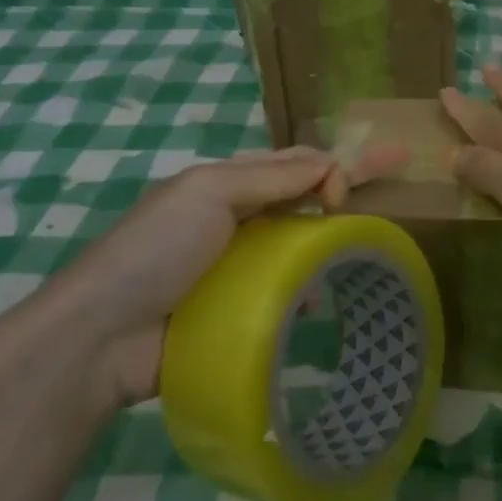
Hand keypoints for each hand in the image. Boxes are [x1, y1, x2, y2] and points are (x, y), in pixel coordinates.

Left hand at [22, 146, 402, 408]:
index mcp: (228, 184)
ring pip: (301, 244)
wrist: (100, 339)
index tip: (372, 179)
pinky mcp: (238, 311)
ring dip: (332, 241)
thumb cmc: (154, 251)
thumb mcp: (208, 193)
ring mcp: (238, 268)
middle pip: (305, 198)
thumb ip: (270, 177)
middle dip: (351, 189)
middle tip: (401, 181)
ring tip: (367, 251)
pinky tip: (322, 303)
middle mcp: (237, 219)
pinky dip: (309, 290)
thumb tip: (330, 168)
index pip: (298, 162)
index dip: (339, 161)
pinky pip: (287, 291)